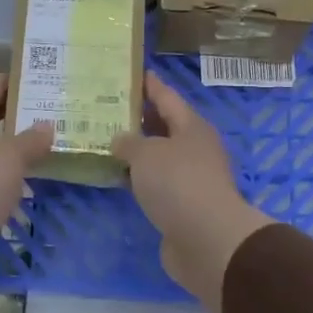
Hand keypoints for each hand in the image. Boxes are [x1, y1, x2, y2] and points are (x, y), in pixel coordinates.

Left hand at [0, 76, 54, 281]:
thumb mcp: (11, 156)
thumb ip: (31, 140)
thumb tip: (47, 126)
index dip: (5, 85)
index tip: (29, 79)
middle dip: (12, 117)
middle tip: (43, 111)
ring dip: (12, 150)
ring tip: (43, 145)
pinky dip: (9, 177)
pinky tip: (29, 179)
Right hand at [112, 74, 274, 312]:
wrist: (206, 240)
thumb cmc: (178, 184)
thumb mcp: (147, 154)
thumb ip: (129, 143)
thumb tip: (120, 140)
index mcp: (192, 127)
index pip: (167, 97)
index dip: (150, 85)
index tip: (134, 72)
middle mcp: (194, 148)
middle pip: (164, 126)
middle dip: (139, 118)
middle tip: (107, 108)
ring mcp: (190, 178)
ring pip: (159, 156)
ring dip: (137, 151)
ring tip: (105, 141)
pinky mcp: (182, 205)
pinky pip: (155, 183)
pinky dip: (139, 177)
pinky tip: (118, 177)